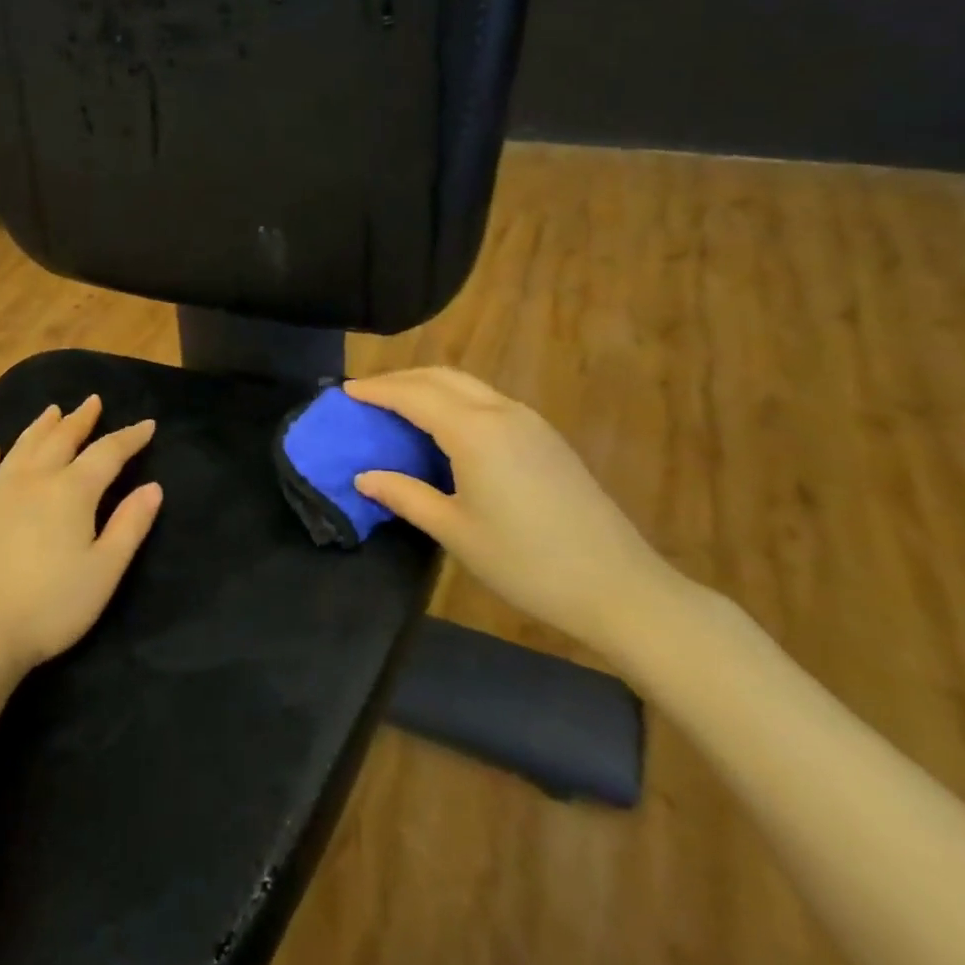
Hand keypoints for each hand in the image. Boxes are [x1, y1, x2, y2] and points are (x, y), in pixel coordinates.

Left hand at [0, 396, 161, 676]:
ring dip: (39, 428)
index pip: (107, 453)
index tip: (147, 425)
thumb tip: (153, 487)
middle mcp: (33, 481)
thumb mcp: (104, 570)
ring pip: (21, 449)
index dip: (129, 437)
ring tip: (52, 411)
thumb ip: (130, 526)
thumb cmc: (51, 606)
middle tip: (92, 402)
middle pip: (61, 440)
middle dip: (81, 420)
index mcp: (72, 491)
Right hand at [344, 368, 681, 655]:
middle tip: (367, 395)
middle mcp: (501, 412)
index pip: (413, 395)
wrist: (619, 587)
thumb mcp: (455, 531)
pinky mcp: (546, 437)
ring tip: (398, 407)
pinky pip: (487, 401)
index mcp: (474, 431)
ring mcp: (529, 422)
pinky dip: (454, 401)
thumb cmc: (526, 562)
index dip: (376, 390)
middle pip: (441, 377)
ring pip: (467, 386)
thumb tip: (364, 477)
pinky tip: (444, 428)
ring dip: (429, 387)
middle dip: (400, 380)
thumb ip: (405, 496)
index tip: (345, 391)